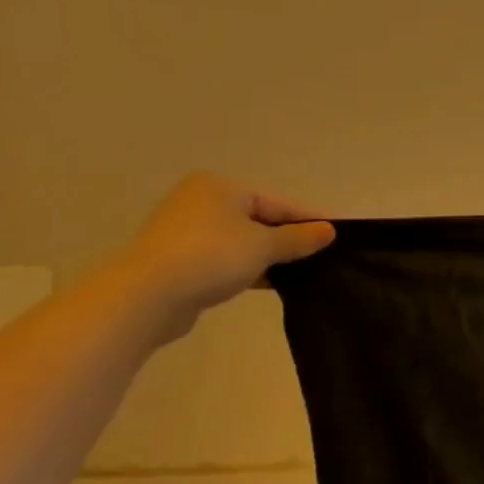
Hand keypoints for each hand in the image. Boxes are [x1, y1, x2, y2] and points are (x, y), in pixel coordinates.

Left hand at [121, 174, 334, 337]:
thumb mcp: (264, 245)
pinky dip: (247, 268)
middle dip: (288, 239)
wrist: (146, 296)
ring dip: (268, 256)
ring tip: (300, 273)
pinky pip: (225, 259)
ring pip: (242, 241)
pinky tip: (269, 283)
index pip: (278, 202)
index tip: (337, 236)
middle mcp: (201, 202)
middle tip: (321, 257)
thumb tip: (329, 230)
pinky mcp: (179, 260)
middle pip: (259, 219)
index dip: (309, 219)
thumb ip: (299, 238)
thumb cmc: (211, 257)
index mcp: (221, 187)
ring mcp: (186, 232)